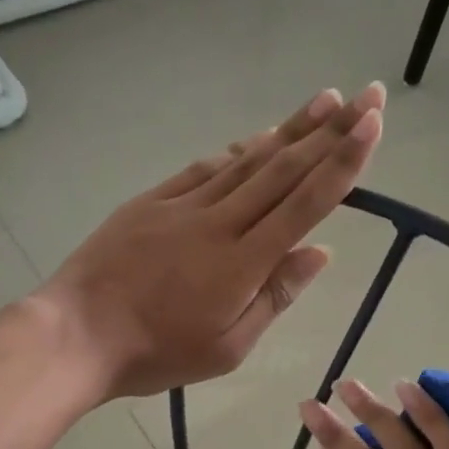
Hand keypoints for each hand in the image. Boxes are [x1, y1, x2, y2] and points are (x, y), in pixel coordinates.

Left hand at [38, 84, 384, 399]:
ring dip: (289, 129)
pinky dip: (236, 152)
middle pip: (283, 169)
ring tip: (324, 102)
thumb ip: (275, 296)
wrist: (76, 334)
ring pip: (246, 160)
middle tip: (366, 95)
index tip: (372, 125)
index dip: (343, 162)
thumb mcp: (227, 347)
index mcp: (243, 262)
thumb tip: (319, 252)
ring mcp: (182, 205)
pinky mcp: (151, 201)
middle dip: (330, 130)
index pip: (305, 203)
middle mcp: (219, 222)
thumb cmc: (156, 353)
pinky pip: (204, 168)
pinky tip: (255, 140)